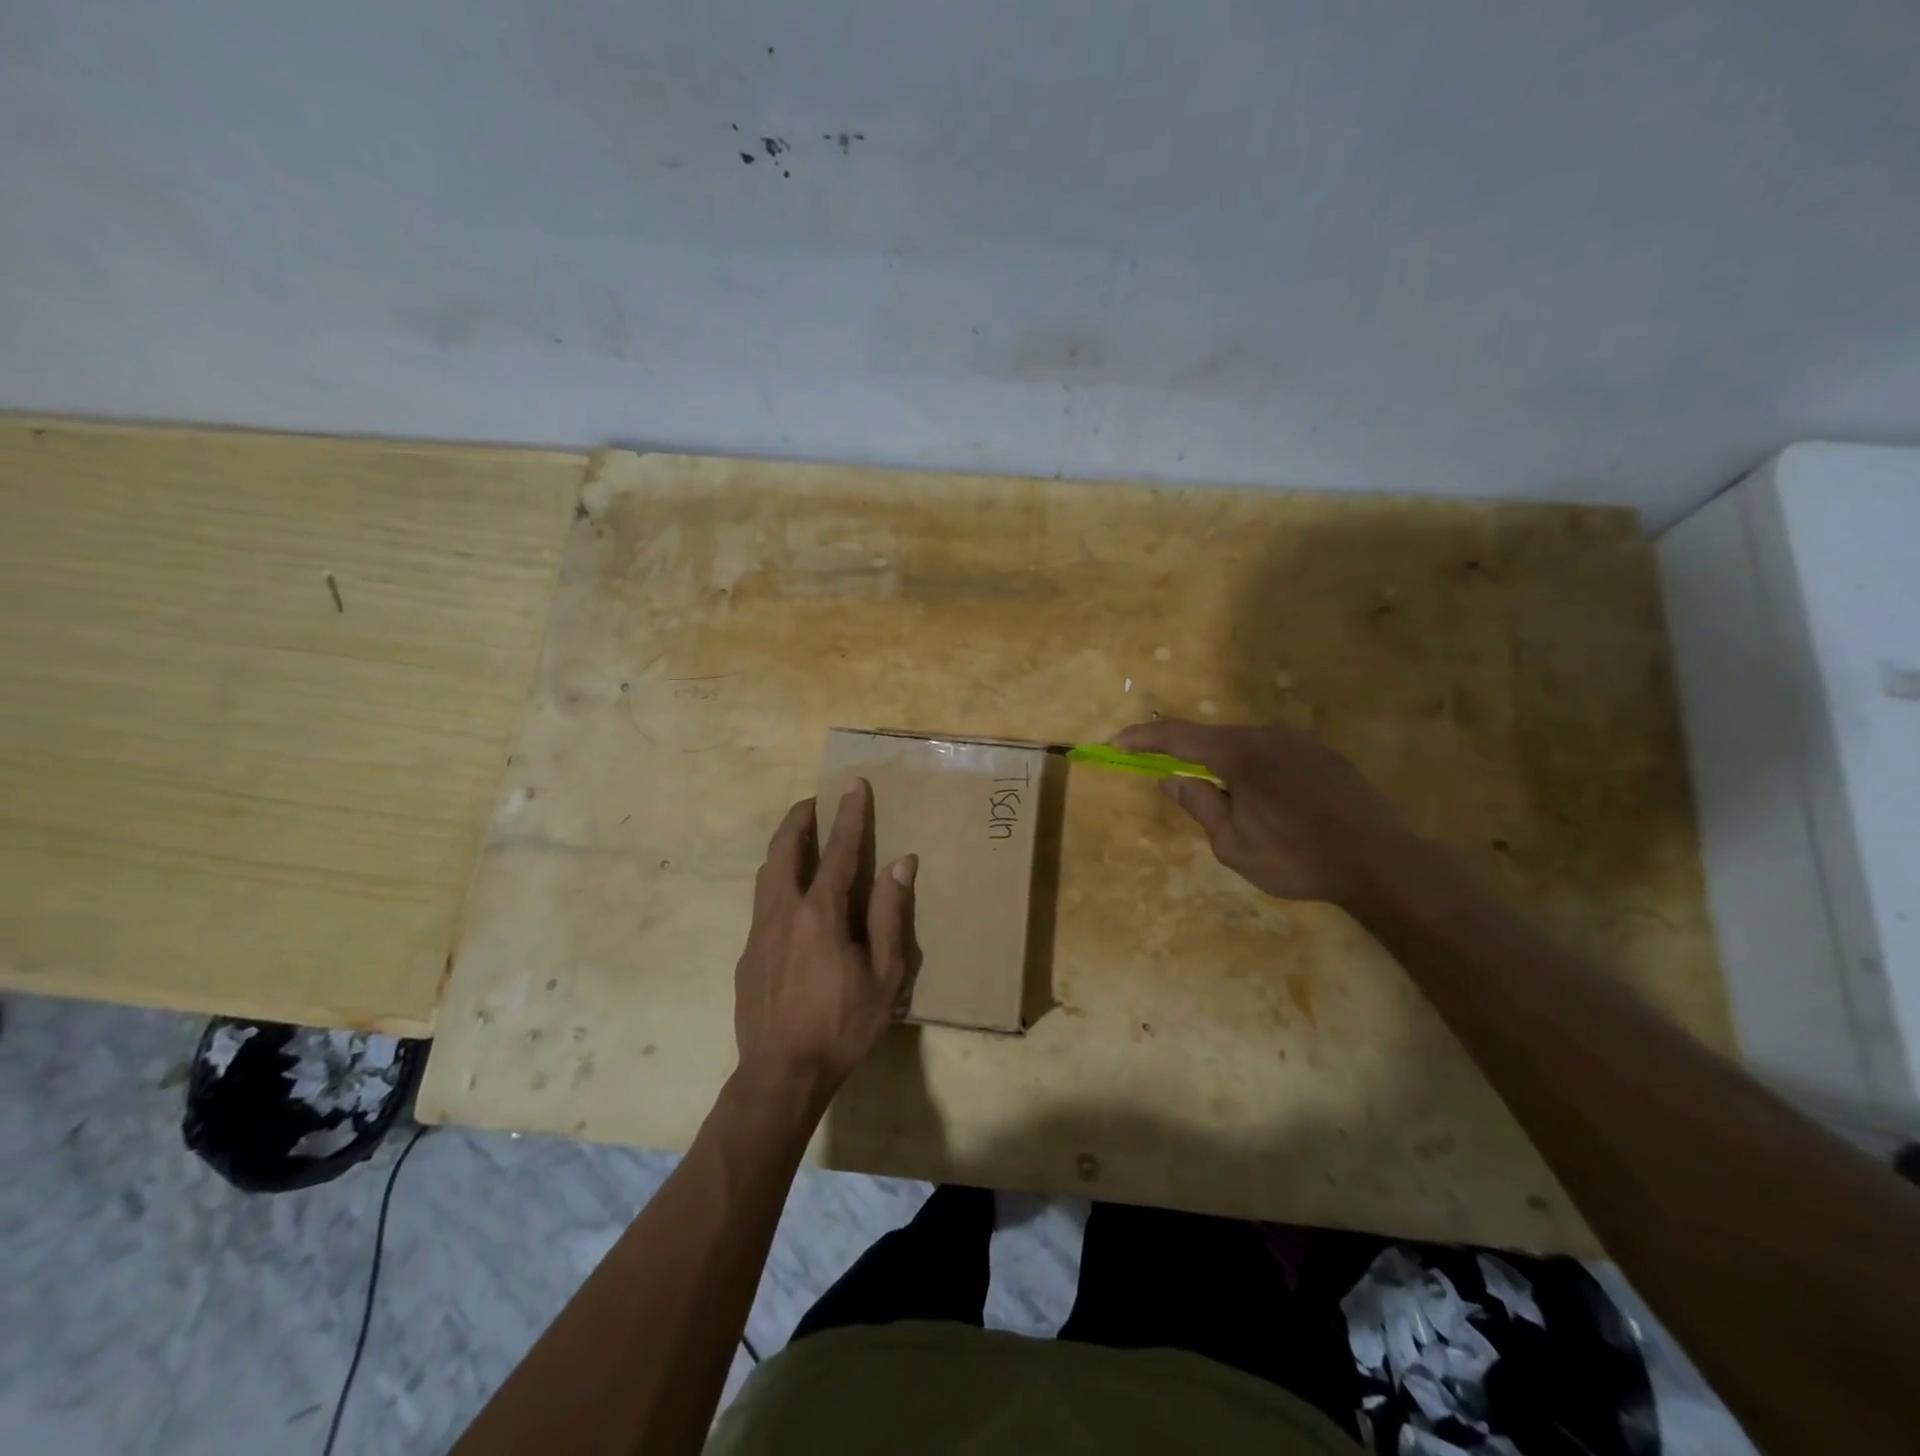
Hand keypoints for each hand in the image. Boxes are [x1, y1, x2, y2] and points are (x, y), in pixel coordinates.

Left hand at [732, 780, 916, 1107]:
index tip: (852, 784)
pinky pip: (762, 903)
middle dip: (799, 819)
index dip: (849, 815)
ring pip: (766, 873)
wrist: (781, 1074)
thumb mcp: (884, 974)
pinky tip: (789, 899)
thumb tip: (901, 864)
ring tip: (799, 838)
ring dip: (783, 847)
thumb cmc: (842, 1024)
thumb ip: (889, 915)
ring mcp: (759, 932)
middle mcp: (783, 911)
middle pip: (785, 850)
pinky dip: (776, 881)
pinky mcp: (746, 954)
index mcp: (820, 913)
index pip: (839, 851)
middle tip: (813, 802)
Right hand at [1115, 719, 1412, 907]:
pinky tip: (1270, 803)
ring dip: (1227, 766)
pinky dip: (1257, 771)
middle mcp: (1270, 736)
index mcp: (1241, 754)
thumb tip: (1174, 780)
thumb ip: (1200, 806)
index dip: (1144, 737)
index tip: (1116, 742)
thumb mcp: (1233, 844)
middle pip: (1215, 739)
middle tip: (1173, 780)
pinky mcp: (1326, 757)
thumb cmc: (1297, 857)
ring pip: (1248, 747)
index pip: (1179, 736)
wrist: (1381, 862)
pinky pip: (1276, 756)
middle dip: (1189, 756)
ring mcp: (1302, 743)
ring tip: (1230, 804)